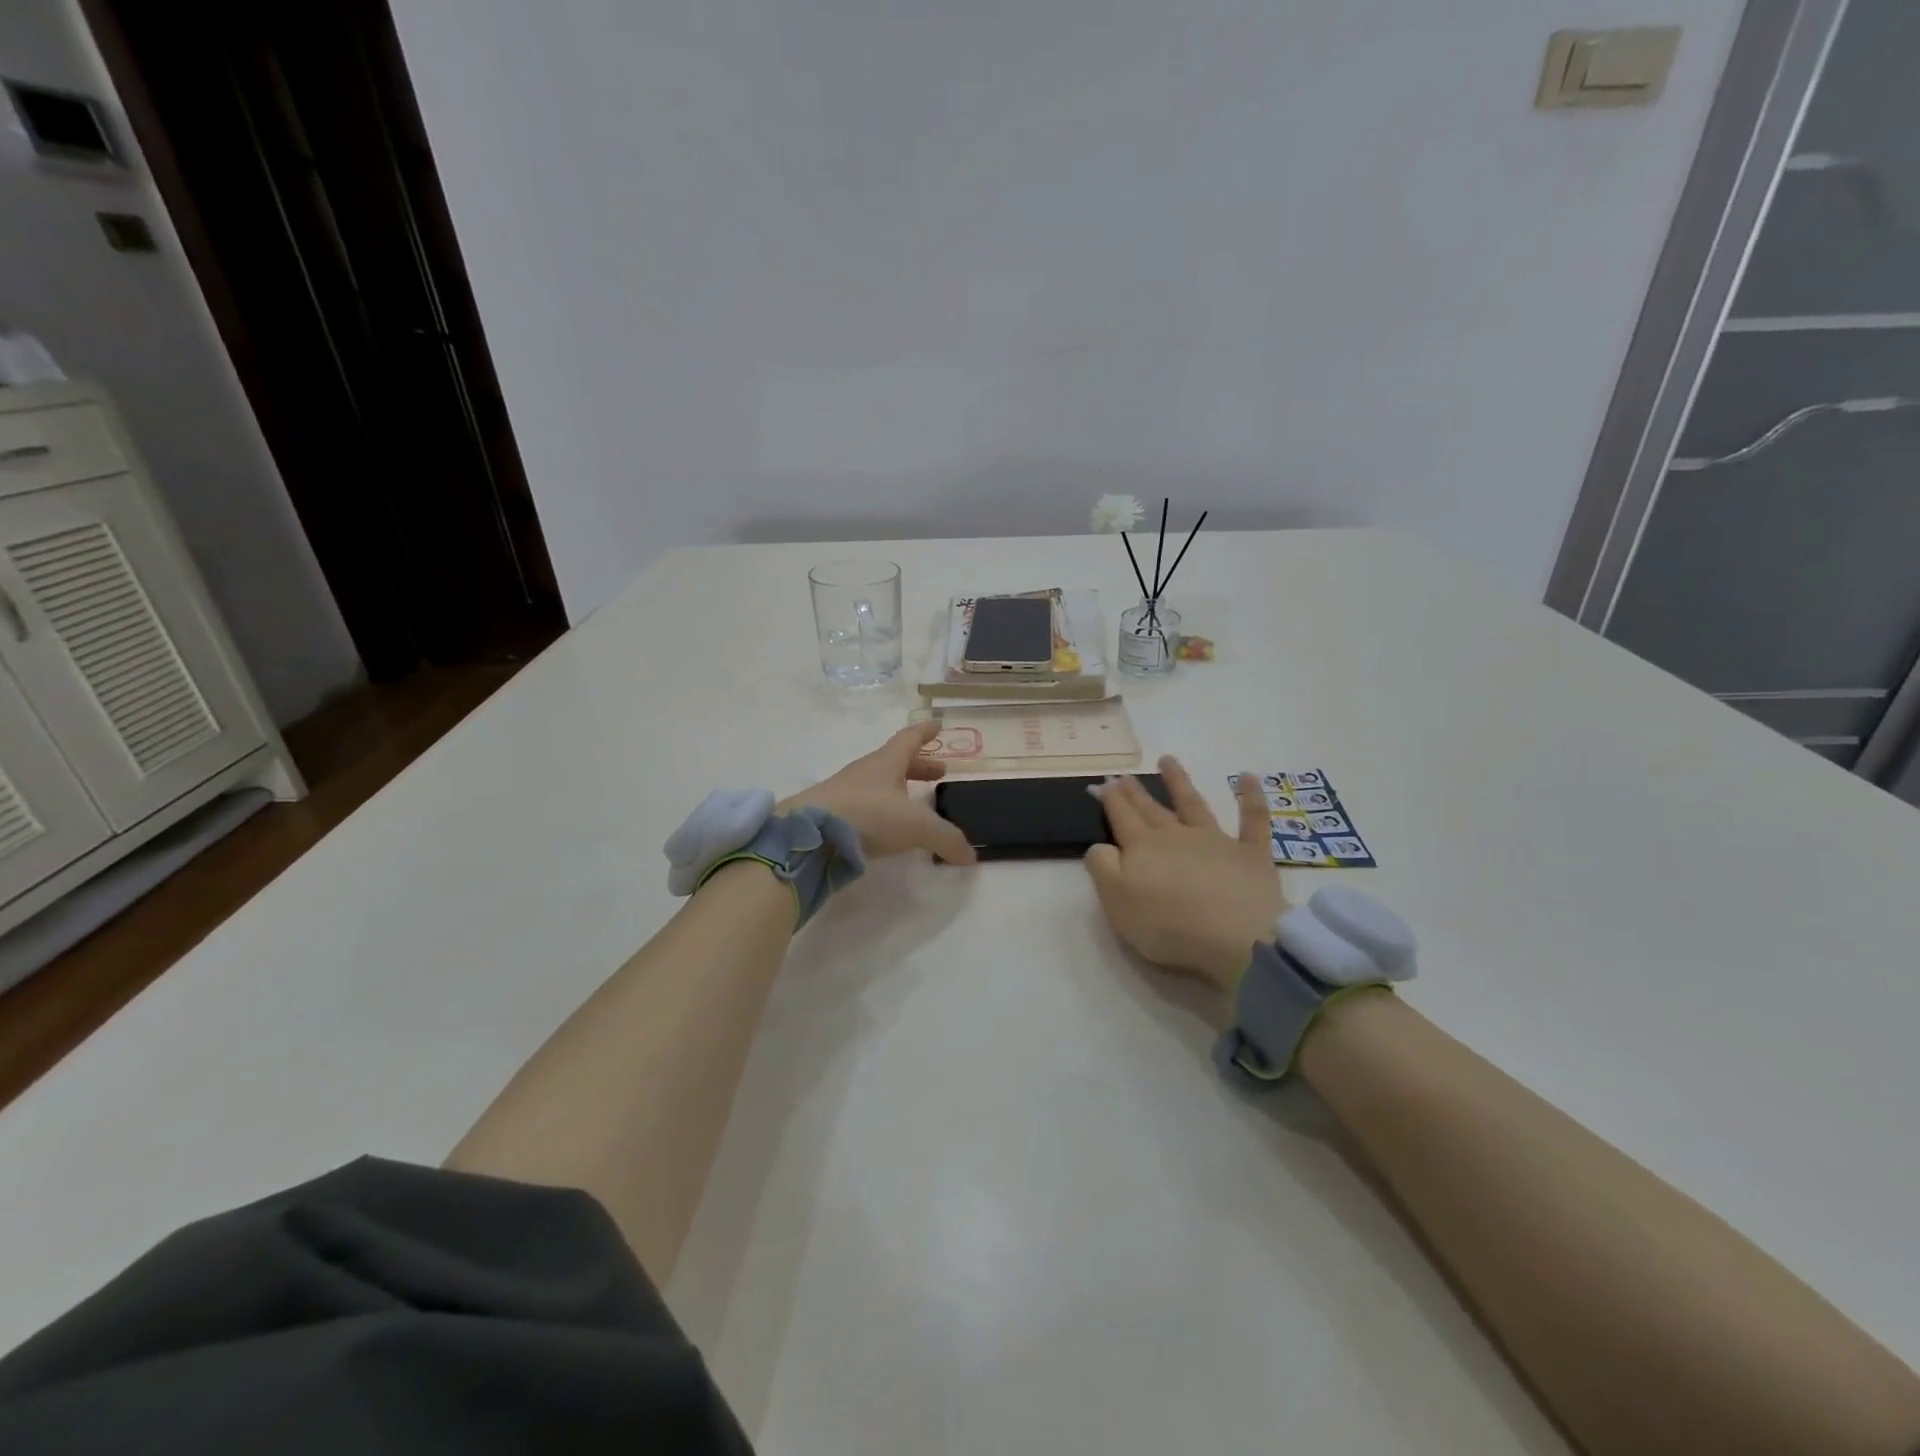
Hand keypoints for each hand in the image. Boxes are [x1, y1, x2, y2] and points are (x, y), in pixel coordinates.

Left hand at [783, 723, 978, 865]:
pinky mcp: (835, 813)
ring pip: (880, 783)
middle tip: (939, 773)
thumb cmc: (868, 815)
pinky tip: (889, 826)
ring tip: (917, 803)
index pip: (910, 738)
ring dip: (901, 787)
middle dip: (920, 766)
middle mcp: (867, 771)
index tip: (938, 724)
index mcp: (887, 761)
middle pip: (897, 762)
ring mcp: (847, 791)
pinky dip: (884, 809)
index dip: (926, 732)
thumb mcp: (916, 826)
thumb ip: (946, 838)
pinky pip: (867, 804)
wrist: (810, 834)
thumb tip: (971, 855)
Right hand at [1085, 758, 1284, 989]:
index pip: (1122, 816)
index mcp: (1142, 847)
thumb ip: (1102, 868)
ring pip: (1193, 804)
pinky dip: (1250, 798)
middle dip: (1136, 792)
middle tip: (1125, 775)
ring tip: (1168, 760)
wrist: (1236, 937)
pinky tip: (1248, 778)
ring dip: (1179, 782)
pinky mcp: (1251, 854)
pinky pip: (1253, 820)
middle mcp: (1176, 836)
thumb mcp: (1116, 901)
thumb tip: (1101, 846)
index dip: (1111, 799)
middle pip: (1151, 809)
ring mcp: (1216, 841)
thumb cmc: (1168, 925)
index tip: (1104, 782)